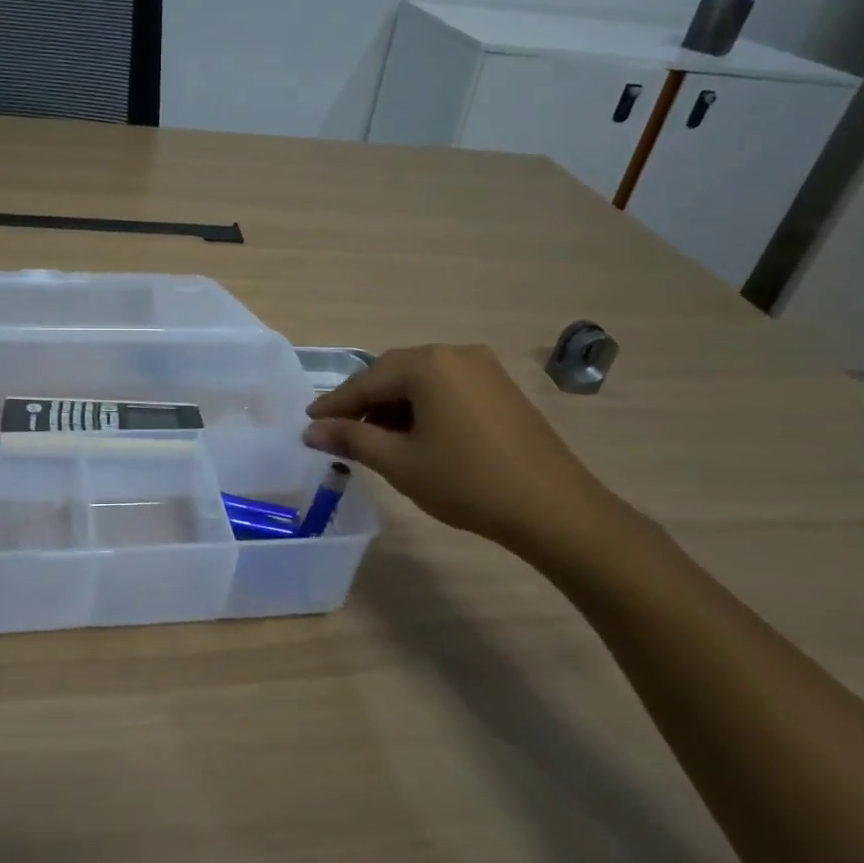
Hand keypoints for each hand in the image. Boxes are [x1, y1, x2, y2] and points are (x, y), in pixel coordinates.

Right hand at [303, 344, 629, 558]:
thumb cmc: (467, 482)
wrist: (554, 509)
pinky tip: (417, 436)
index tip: (309, 423)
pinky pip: (448, 388)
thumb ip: (352, 439)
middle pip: (394, 374)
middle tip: (341, 433)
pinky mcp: (501, 388)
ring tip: (378, 440)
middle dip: (365, 403)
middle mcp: (455, 353)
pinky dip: (424, 407)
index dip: (335, 405)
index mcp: (428, 364)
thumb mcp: (400, 462)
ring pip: (422, 381)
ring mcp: (484, 368)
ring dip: (394, 406)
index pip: (366, 381)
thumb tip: (312, 430)